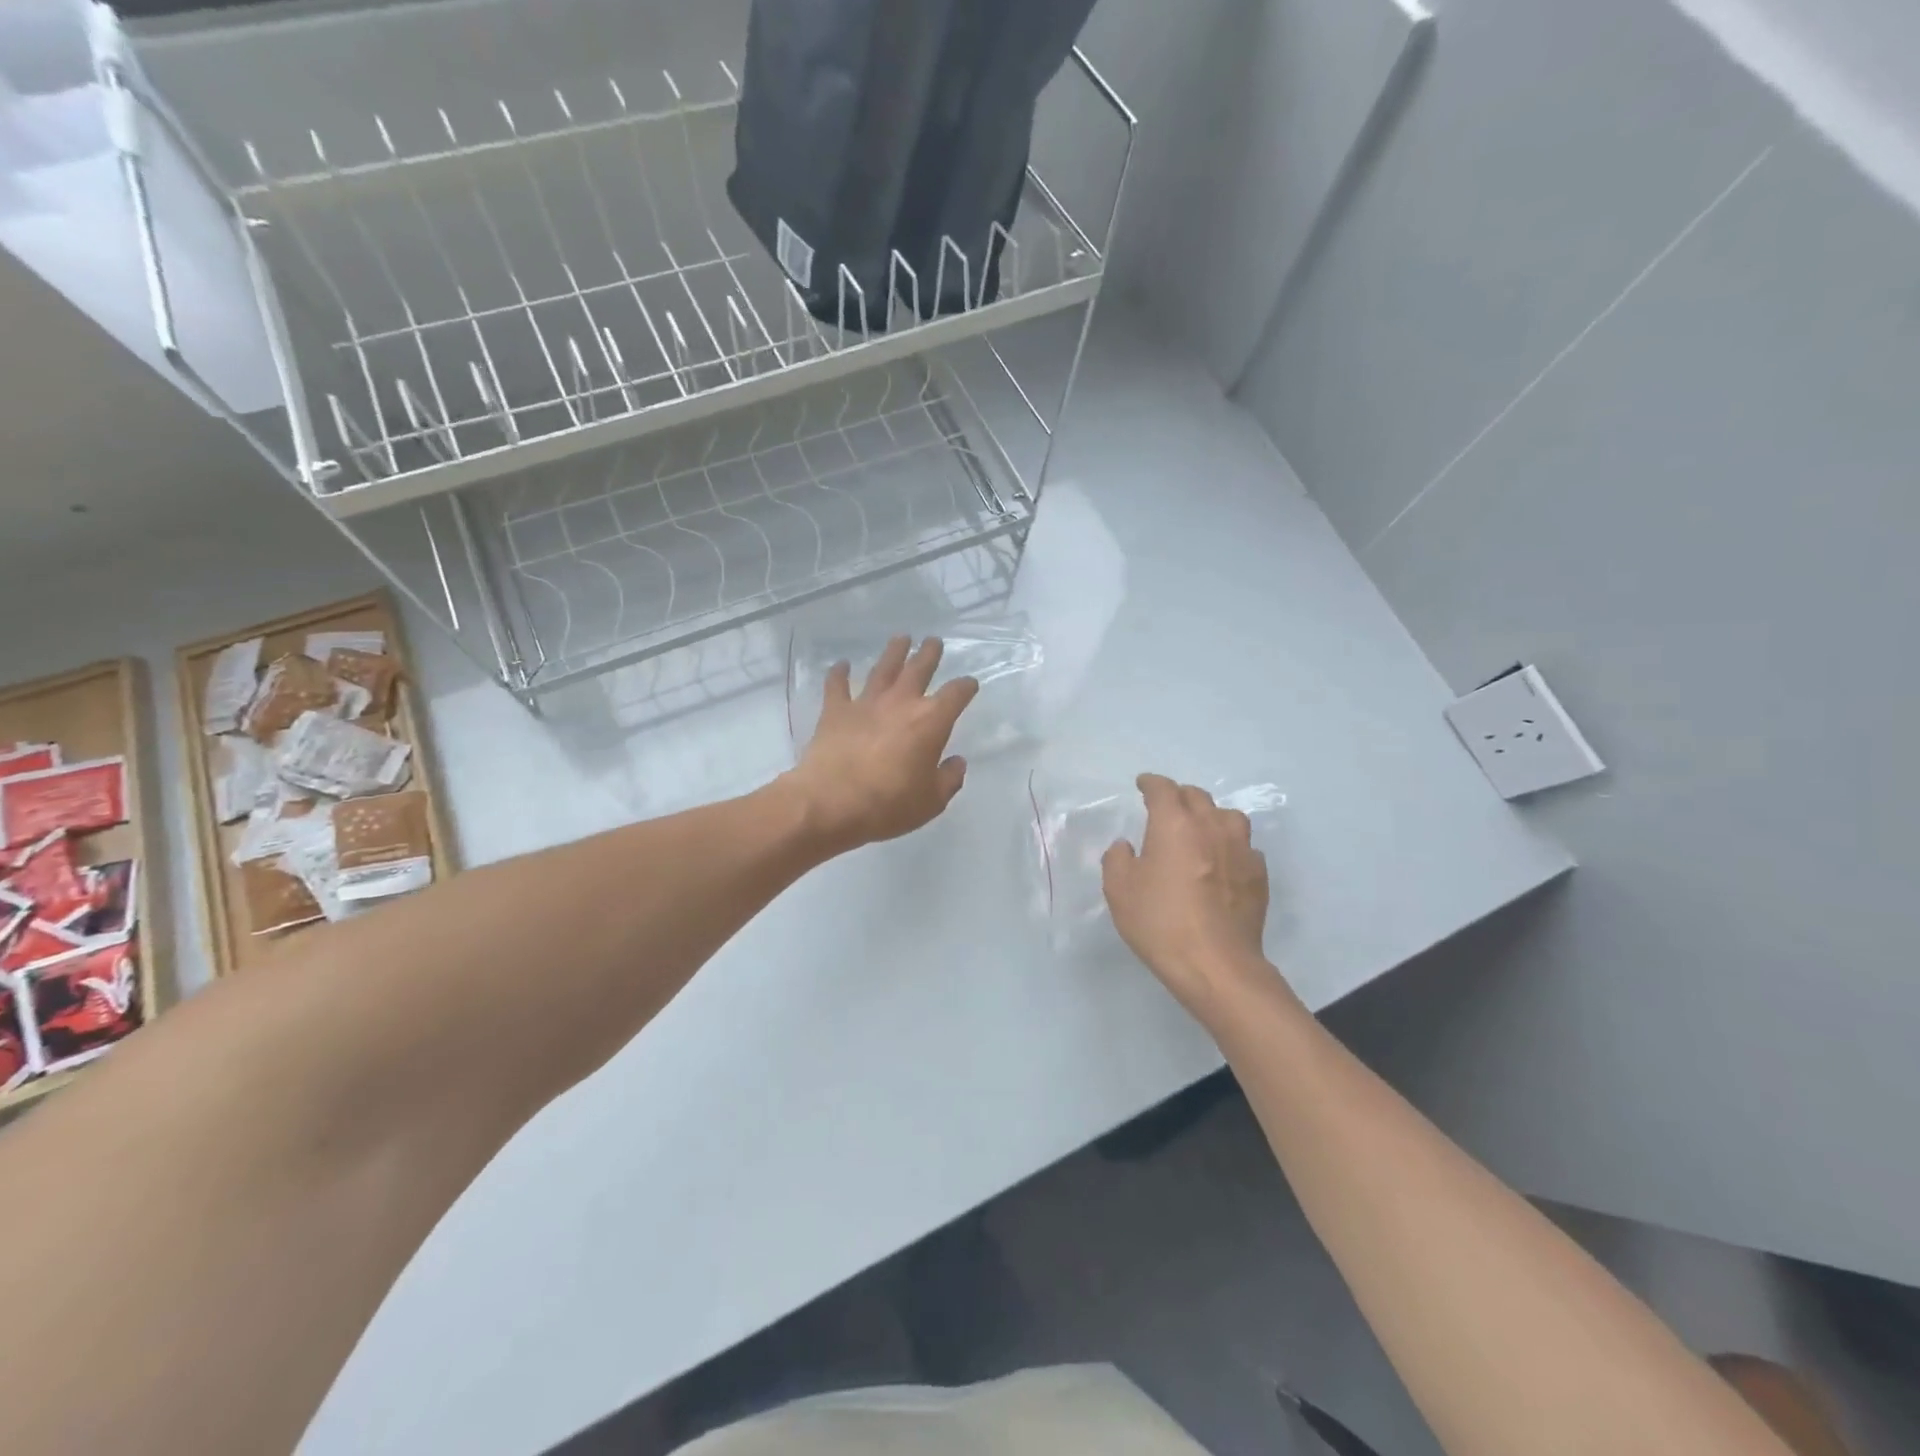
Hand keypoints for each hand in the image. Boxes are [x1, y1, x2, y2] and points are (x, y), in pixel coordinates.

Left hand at [785, 636, 978, 853]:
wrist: (830, 802)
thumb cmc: (888, 804)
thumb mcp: (931, 801)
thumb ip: (949, 779)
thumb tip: (957, 762)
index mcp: (930, 721)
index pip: (956, 695)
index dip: (965, 687)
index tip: (970, 684)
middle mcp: (900, 703)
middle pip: (919, 669)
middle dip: (929, 654)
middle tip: (934, 641)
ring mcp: (865, 703)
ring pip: (883, 669)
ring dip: (894, 652)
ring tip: (901, 639)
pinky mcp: (835, 711)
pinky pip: (837, 685)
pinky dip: (839, 673)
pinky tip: (841, 664)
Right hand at [1102, 775, 1273, 1018]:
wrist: (1216, 965)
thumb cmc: (1161, 923)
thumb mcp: (1119, 891)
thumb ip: (1118, 859)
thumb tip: (1127, 846)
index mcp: (1174, 824)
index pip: (1163, 789)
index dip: (1151, 783)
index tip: (1143, 784)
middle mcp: (1211, 827)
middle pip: (1197, 796)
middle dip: (1179, 796)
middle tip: (1166, 808)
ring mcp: (1241, 849)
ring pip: (1227, 816)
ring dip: (1210, 816)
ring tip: (1199, 830)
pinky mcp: (1258, 874)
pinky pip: (1243, 846)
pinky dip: (1229, 845)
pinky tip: (1221, 862)